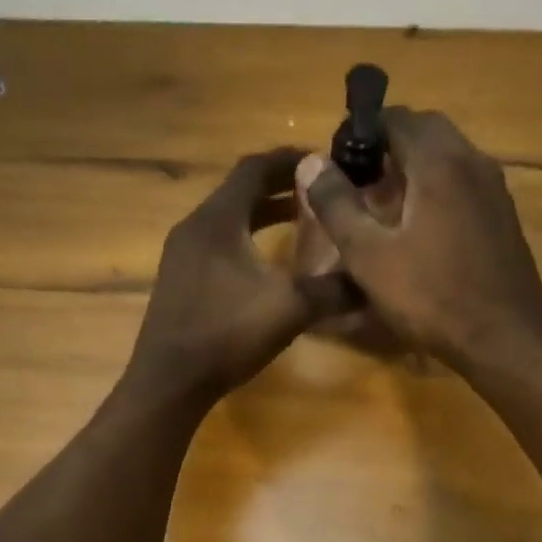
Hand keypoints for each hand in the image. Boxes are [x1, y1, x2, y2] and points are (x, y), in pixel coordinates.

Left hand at [126, 147, 357, 404]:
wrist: (170, 380)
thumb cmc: (227, 334)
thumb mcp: (290, 308)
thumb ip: (333, 289)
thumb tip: (372, 281)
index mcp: (218, 219)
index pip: (255, 168)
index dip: (290, 160)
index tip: (323, 162)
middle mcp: (194, 227)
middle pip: (239, 191)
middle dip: (279, 187)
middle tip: (317, 192)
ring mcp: (181, 255)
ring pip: (226, 219)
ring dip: (261, 214)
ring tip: (297, 222)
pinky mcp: (178, 280)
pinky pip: (216, 245)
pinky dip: (244, 240)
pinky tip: (264, 265)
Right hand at [297, 109, 541, 374]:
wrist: (502, 339)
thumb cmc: (430, 297)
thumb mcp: (369, 256)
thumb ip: (337, 206)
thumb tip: (311, 162)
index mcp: (438, 163)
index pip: (397, 118)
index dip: (362, 132)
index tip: (338, 160)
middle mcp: (473, 162)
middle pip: (426, 130)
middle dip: (389, 144)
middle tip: (360, 179)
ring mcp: (495, 189)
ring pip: (449, 155)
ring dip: (415, 165)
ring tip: (385, 202)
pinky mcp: (504, 216)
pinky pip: (465, 182)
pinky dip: (438, 187)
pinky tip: (421, 226)